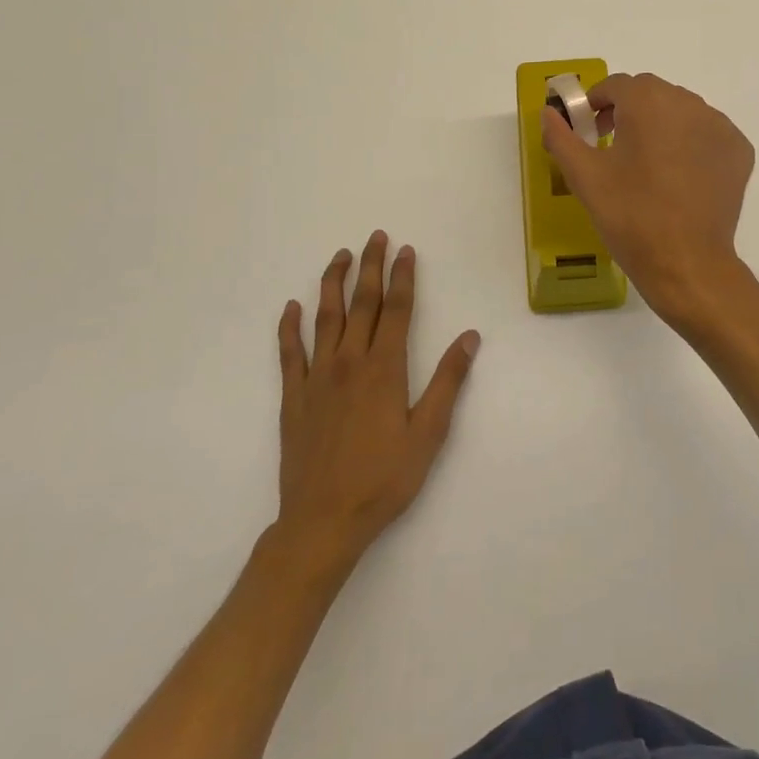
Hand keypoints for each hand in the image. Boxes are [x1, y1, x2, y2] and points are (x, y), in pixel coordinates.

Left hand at [274, 232, 479, 574]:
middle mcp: (349, 362)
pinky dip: (289, 327)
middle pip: (360, 304)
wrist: (323, 521)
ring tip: (339, 257)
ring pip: (324, 318)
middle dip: (369, 268)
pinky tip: (291, 308)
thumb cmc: (384, 479)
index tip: (406, 251)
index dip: (402, 277)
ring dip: (332, 284)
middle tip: (375, 237)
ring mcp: (316, 378)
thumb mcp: (428, 433)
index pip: (395, 310)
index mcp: (384, 369)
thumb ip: (448, 381)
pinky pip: (289, 353)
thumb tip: (469, 337)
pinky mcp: (293, 398)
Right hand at [540, 73, 754, 327]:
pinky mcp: (739, 151)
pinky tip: (680, 175)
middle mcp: (689, 103)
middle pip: (652, 94)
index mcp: (649, 102)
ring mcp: (720, 126)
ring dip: (662, 125)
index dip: (597, 102)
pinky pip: (708, 134)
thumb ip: (561, 137)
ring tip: (648, 163)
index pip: (617, 85)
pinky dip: (691, 143)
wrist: (686, 263)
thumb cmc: (630, 216)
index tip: (588, 128)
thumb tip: (548, 113)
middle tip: (614, 146)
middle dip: (629, 111)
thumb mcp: (585, 177)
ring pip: (682, 112)